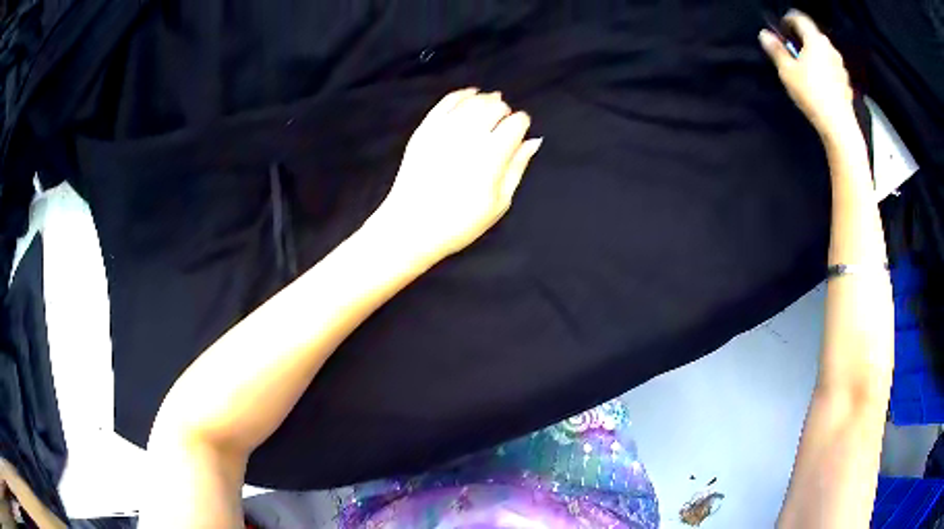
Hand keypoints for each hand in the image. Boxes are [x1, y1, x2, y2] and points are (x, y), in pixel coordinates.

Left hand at [374, 88, 541, 258]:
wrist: (411, 227)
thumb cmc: (460, 222)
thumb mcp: (499, 203)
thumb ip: (517, 167)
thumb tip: (533, 141)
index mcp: (491, 156)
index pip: (515, 123)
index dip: (521, 123)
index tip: (520, 131)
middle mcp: (469, 136)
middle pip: (495, 107)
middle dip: (504, 111)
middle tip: (504, 121)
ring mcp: (443, 130)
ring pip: (472, 101)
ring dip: (486, 100)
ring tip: (491, 105)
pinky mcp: (424, 130)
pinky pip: (446, 102)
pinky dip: (461, 95)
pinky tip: (470, 94)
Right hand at [760, 10, 856, 140]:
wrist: (839, 126)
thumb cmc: (812, 94)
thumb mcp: (787, 71)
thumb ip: (776, 50)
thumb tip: (765, 35)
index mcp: (815, 40)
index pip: (799, 18)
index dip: (788, 19)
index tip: (781, 29)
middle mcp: (829, 48)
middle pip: (813, 34)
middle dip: (802, 38)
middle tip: (792, 49)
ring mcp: (840, 65)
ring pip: (824, 51)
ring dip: (814, 53)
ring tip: (806, 67)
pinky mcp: (846, 82)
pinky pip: (832, 67)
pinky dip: (824, 68)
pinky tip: (819, 82)